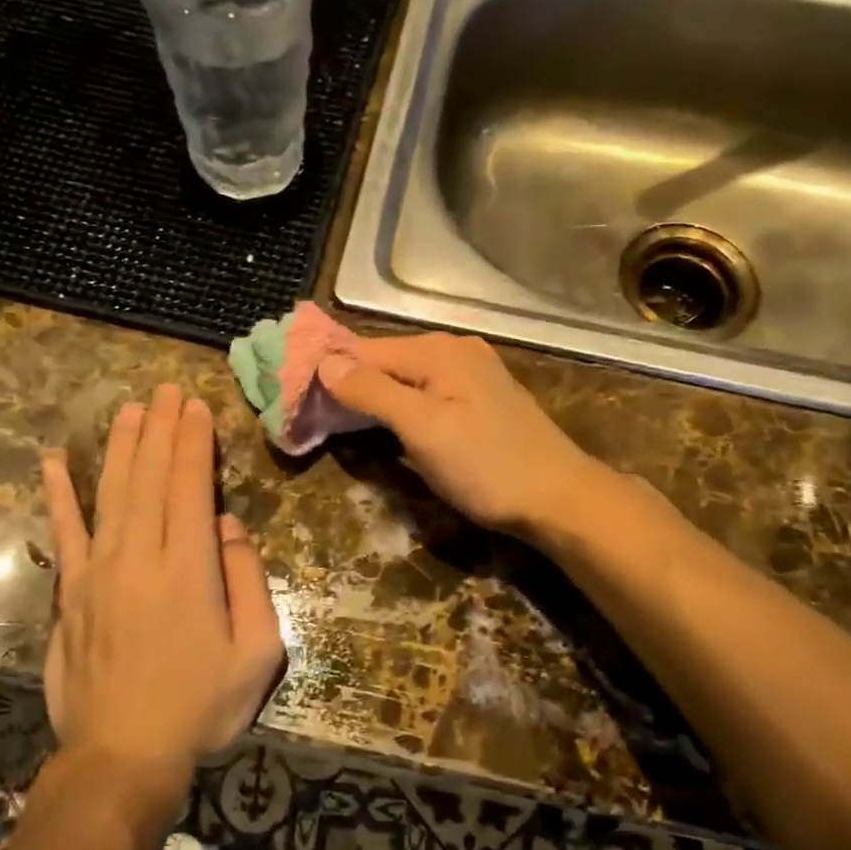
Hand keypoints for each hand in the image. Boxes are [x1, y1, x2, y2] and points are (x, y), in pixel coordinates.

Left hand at [40, 386, 284, 799]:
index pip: (190, 485)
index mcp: (189, 567)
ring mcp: (99, 571)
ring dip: (121, 446)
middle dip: (160, 428)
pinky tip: (54, 462)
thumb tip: (230, 526)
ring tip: (129, 408)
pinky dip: (59, 495)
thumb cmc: (201, 706)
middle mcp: (140, 556)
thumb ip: (248, 580)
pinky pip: (64, 532)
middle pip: (149, 477)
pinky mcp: (72, 592)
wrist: (123, 756)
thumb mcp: (257, 651)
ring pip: (112, 491)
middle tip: (165, 389)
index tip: (194, 406)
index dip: (193, 441)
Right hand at [317, 333, 610, 537]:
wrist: (559, 498)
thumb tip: (325, 362)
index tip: (291, 391)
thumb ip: (373, 392)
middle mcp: (454, 351)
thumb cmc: (486, 465)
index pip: (364, 350)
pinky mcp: (480, 399)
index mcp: (438, 351)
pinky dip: (400, 406)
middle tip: (309, 410)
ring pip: (405, 378)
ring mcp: (471, 374)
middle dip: (348, 383)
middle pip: (385, 361)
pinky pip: (426, 393)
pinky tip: (386, 423)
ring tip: (336, 418)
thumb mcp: (422, 428)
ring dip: (372, 396)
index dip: (327, 369)